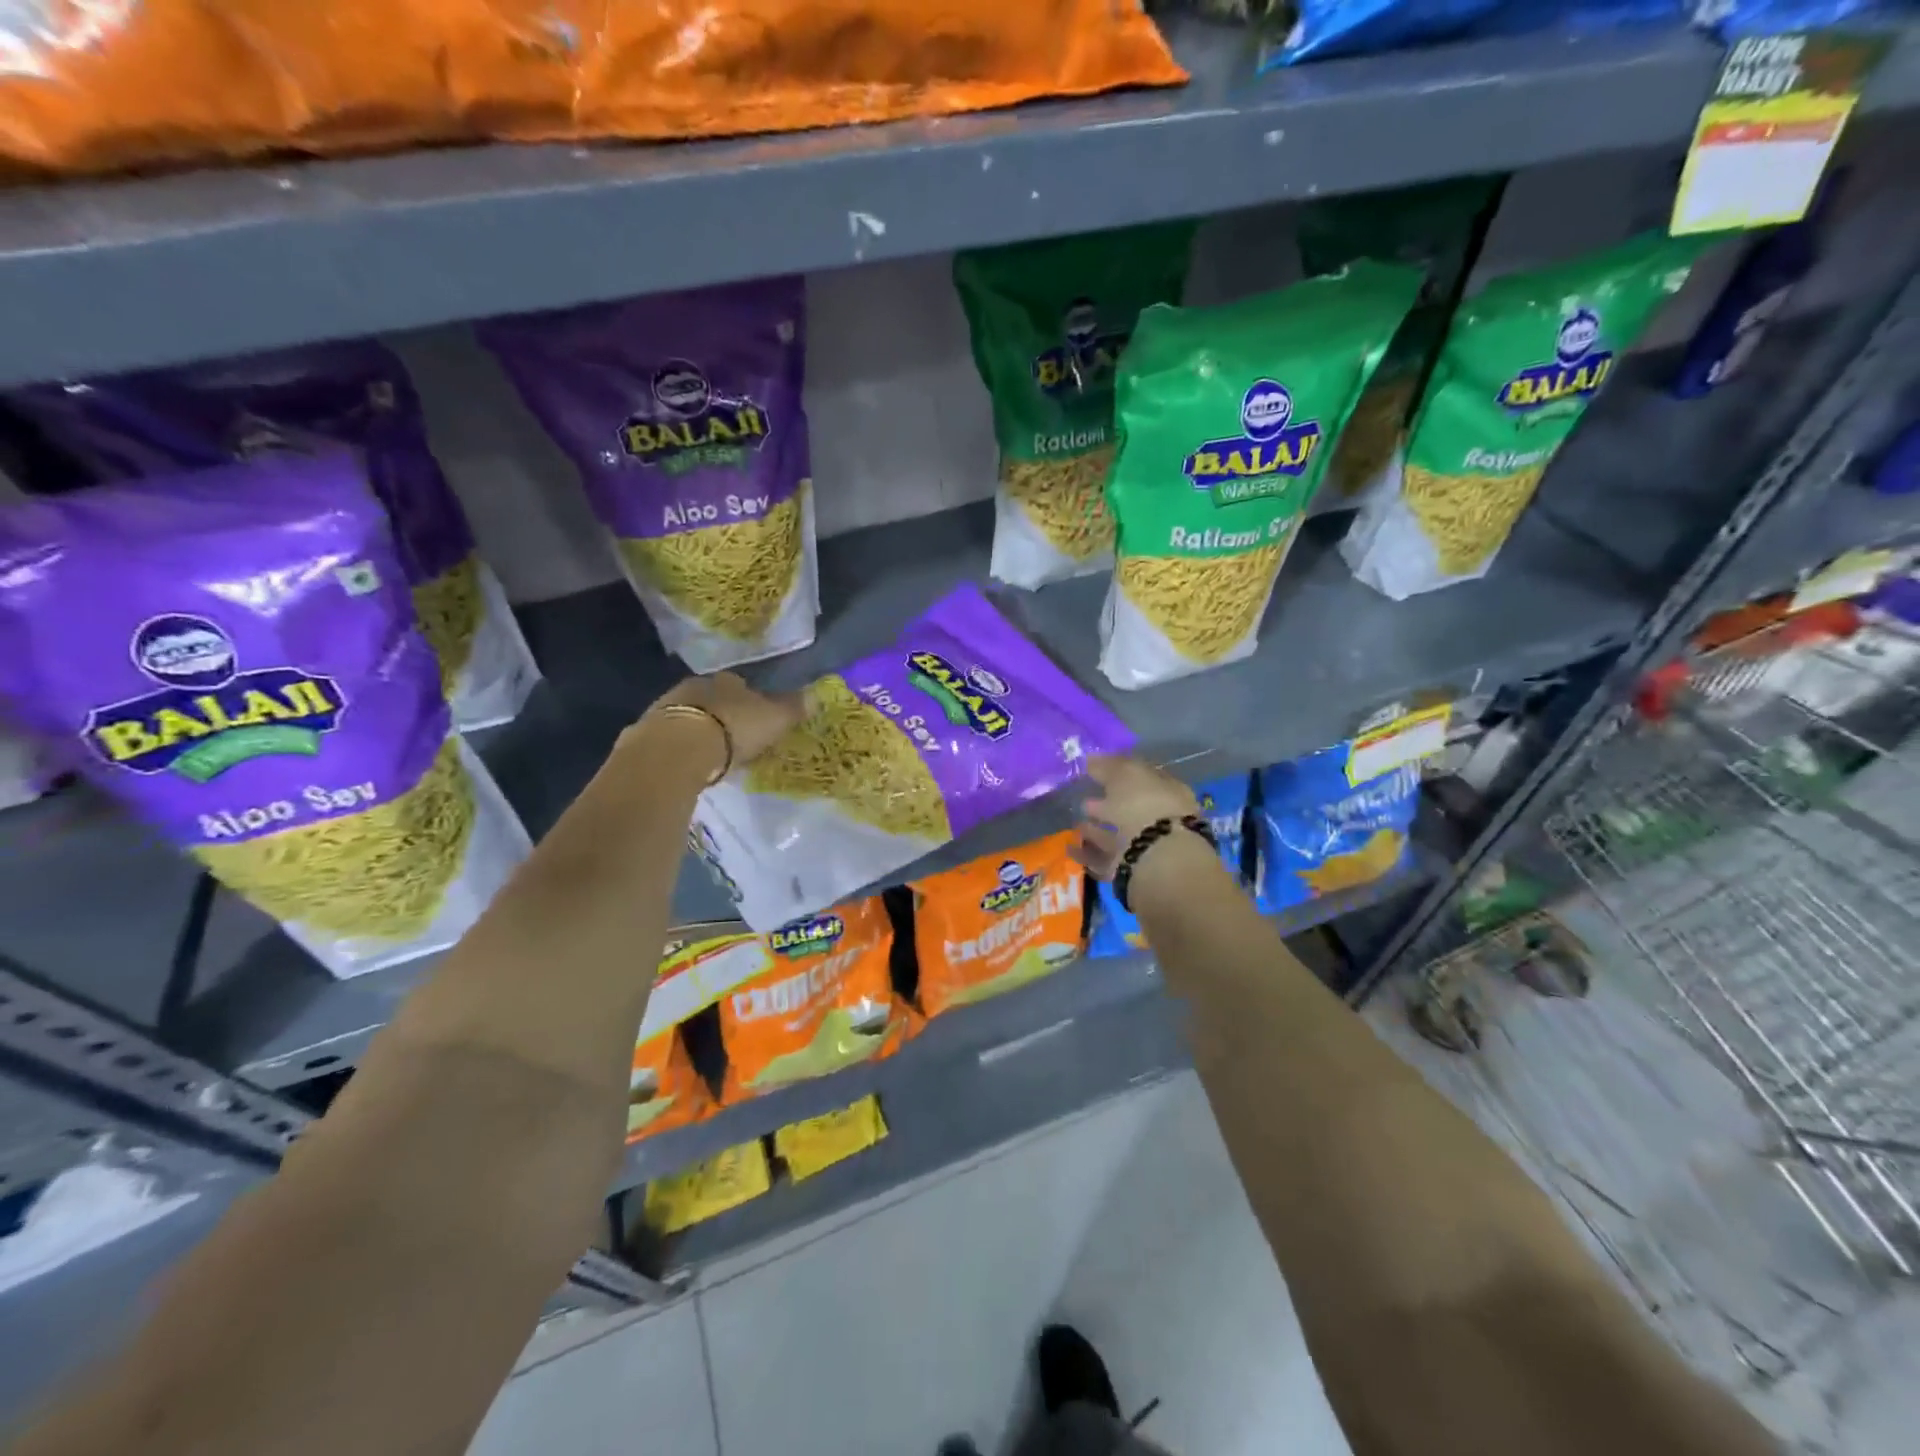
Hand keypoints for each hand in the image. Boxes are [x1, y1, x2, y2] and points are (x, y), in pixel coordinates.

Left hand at [641, 673, 802, 768]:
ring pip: (688, 716)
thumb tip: (817, 694)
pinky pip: (668, 738)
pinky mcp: (646, 733)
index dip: (750, 700)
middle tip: (733, 737)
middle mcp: (695, 687)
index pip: (741, 685)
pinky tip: (687, 763)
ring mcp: (666, 708)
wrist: (677, 749)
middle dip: (721, 714)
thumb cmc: (734, 728)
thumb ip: (793, 708)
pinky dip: (679, 747)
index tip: (756, 718)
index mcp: (727, 681)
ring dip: (698, 730)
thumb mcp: (774, 719)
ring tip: (710, 753)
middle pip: (712, 698)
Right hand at [1072, 754, 1199, 880]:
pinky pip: (1104, 858)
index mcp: (1168, 791)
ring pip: (1118, 835)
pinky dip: (1087, 853)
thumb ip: (1108, 766)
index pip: (1143, 777)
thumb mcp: (1125, 774)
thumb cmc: (1145, 805)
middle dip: (1108, 803)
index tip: (1096, 770)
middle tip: (1084, 797)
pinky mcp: (1130, 871)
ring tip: (1075, 823)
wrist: (1154, 858)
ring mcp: (1146, 847)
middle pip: (1131, 808)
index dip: (1120, 772)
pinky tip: (1069, 847)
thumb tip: (1091, 759)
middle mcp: (1161, 820)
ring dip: (1096, 830)